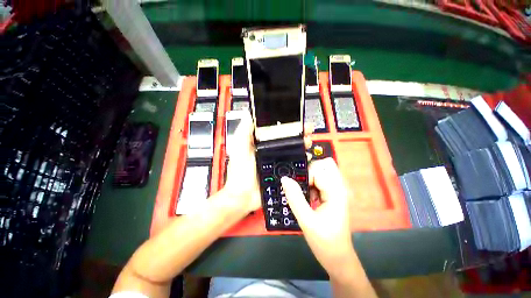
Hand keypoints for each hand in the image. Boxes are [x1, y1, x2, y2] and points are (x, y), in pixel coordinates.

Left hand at [224, 113, 314, 214]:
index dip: (285, 123)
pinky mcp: (282, 172)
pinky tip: (307, 157)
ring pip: (293, 150)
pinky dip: (302, 160)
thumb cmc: (239, 172)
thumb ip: (243, 131)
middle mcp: (271, 151)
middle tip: (306, 130)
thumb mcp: (239, 148)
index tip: (294, 119)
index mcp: (261, 144)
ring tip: (308, 142)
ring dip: (302, 145)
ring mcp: (278, 162)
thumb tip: (248, 113)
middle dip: (298, 133)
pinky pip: (295, 164)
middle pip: (287, 139)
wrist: (244, 196)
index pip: (275, 130)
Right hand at [281, 158, 354, 277]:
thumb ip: (295, 198)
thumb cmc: (324, 242)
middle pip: (325, 165)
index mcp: (336, 192)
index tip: (294, 186)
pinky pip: (321, 181)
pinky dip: (312, 184)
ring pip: (322, 172)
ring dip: (310, 178)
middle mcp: (339, 187)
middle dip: (310, 170)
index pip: (318, 172)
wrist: (337, 258)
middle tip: (299, 183)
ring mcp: (336, 191)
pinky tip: (307, 197)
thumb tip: (285, 179)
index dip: (304, 176)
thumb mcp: (306, 220)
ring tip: (302, 192)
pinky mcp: (332, 195)